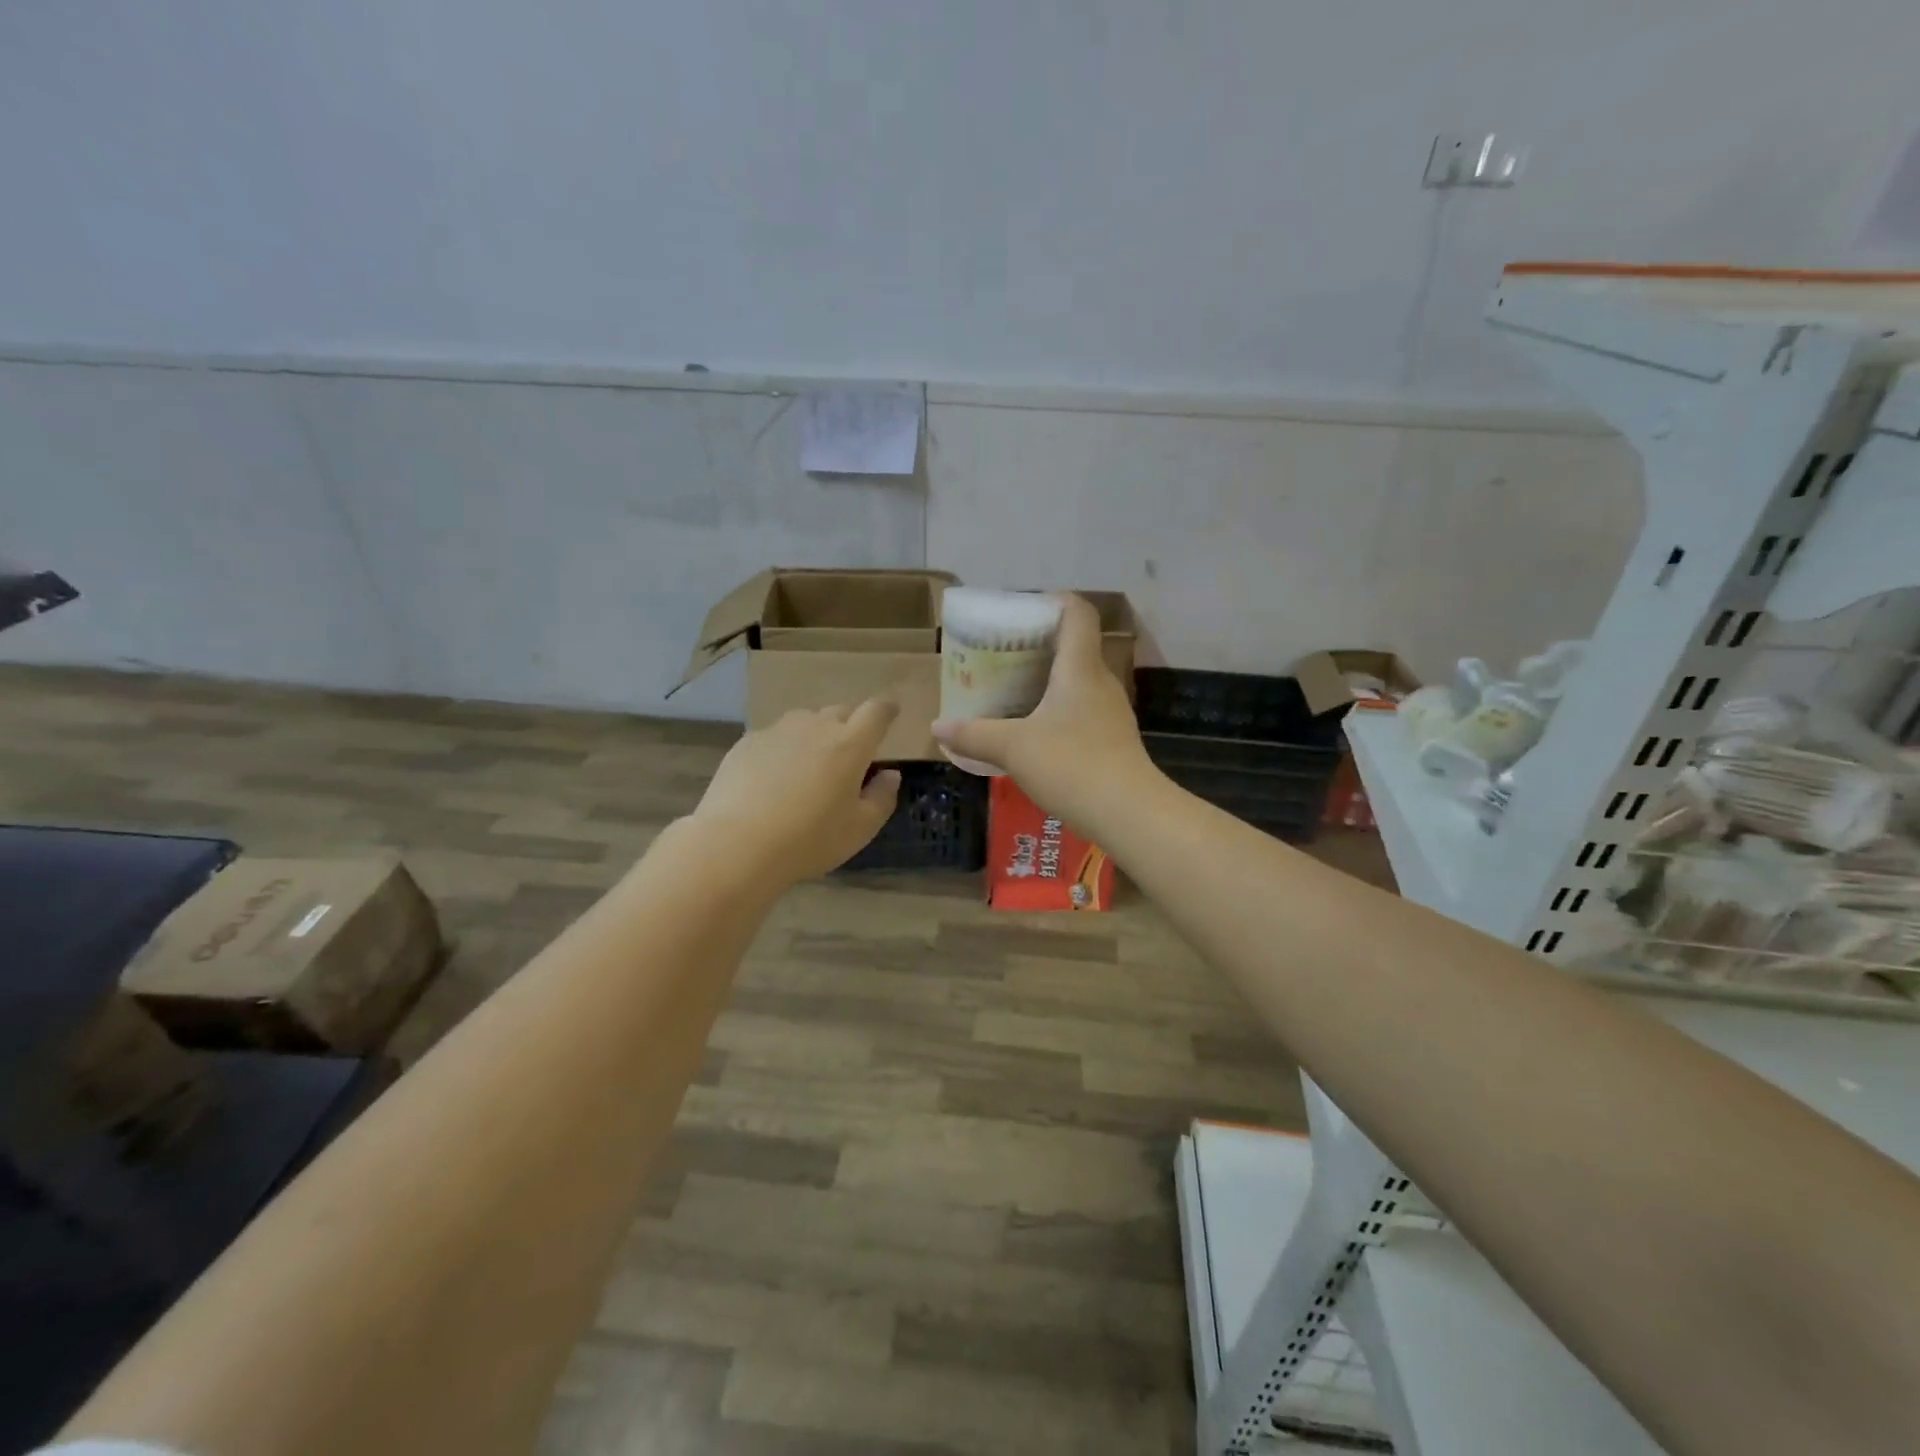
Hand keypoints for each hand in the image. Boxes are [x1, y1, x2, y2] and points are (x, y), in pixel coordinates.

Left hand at [689, 701, 901, 883]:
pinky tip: (773, 779)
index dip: (886, 709)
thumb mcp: (860, 828)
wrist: (737, 844)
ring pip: (805, 721)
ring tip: (808, 766)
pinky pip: (775, 737)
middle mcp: (815, 726)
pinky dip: (782, 750)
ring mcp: (778, 731)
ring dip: (814, 735)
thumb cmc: (810, 839)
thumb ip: (882, 797)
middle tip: (848, 754)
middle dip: (850, 726)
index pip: (876, 712)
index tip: (891, 712)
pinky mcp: (747, 743)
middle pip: (840, 712)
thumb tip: (889, 774)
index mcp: (850, 744)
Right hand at [932, 594, 1157, 827]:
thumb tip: (937, 727)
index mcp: (1080, 668)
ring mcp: (1110, 712)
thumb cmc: (1071, 764)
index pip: (1077, 613)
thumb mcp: (1013, 748)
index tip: (1023, 610)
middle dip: (1039, 645)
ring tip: (1011, 691)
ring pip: (1078, 681)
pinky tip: (1034, 731)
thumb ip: (974, 734)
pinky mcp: (1112, 740)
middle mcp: (1100, 682)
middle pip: (1075, 647)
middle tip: (1002, 654)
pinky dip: (1057, 709)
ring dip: (1047, 680)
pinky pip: (1081, 710)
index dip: (1054, 601)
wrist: (1128, 814)